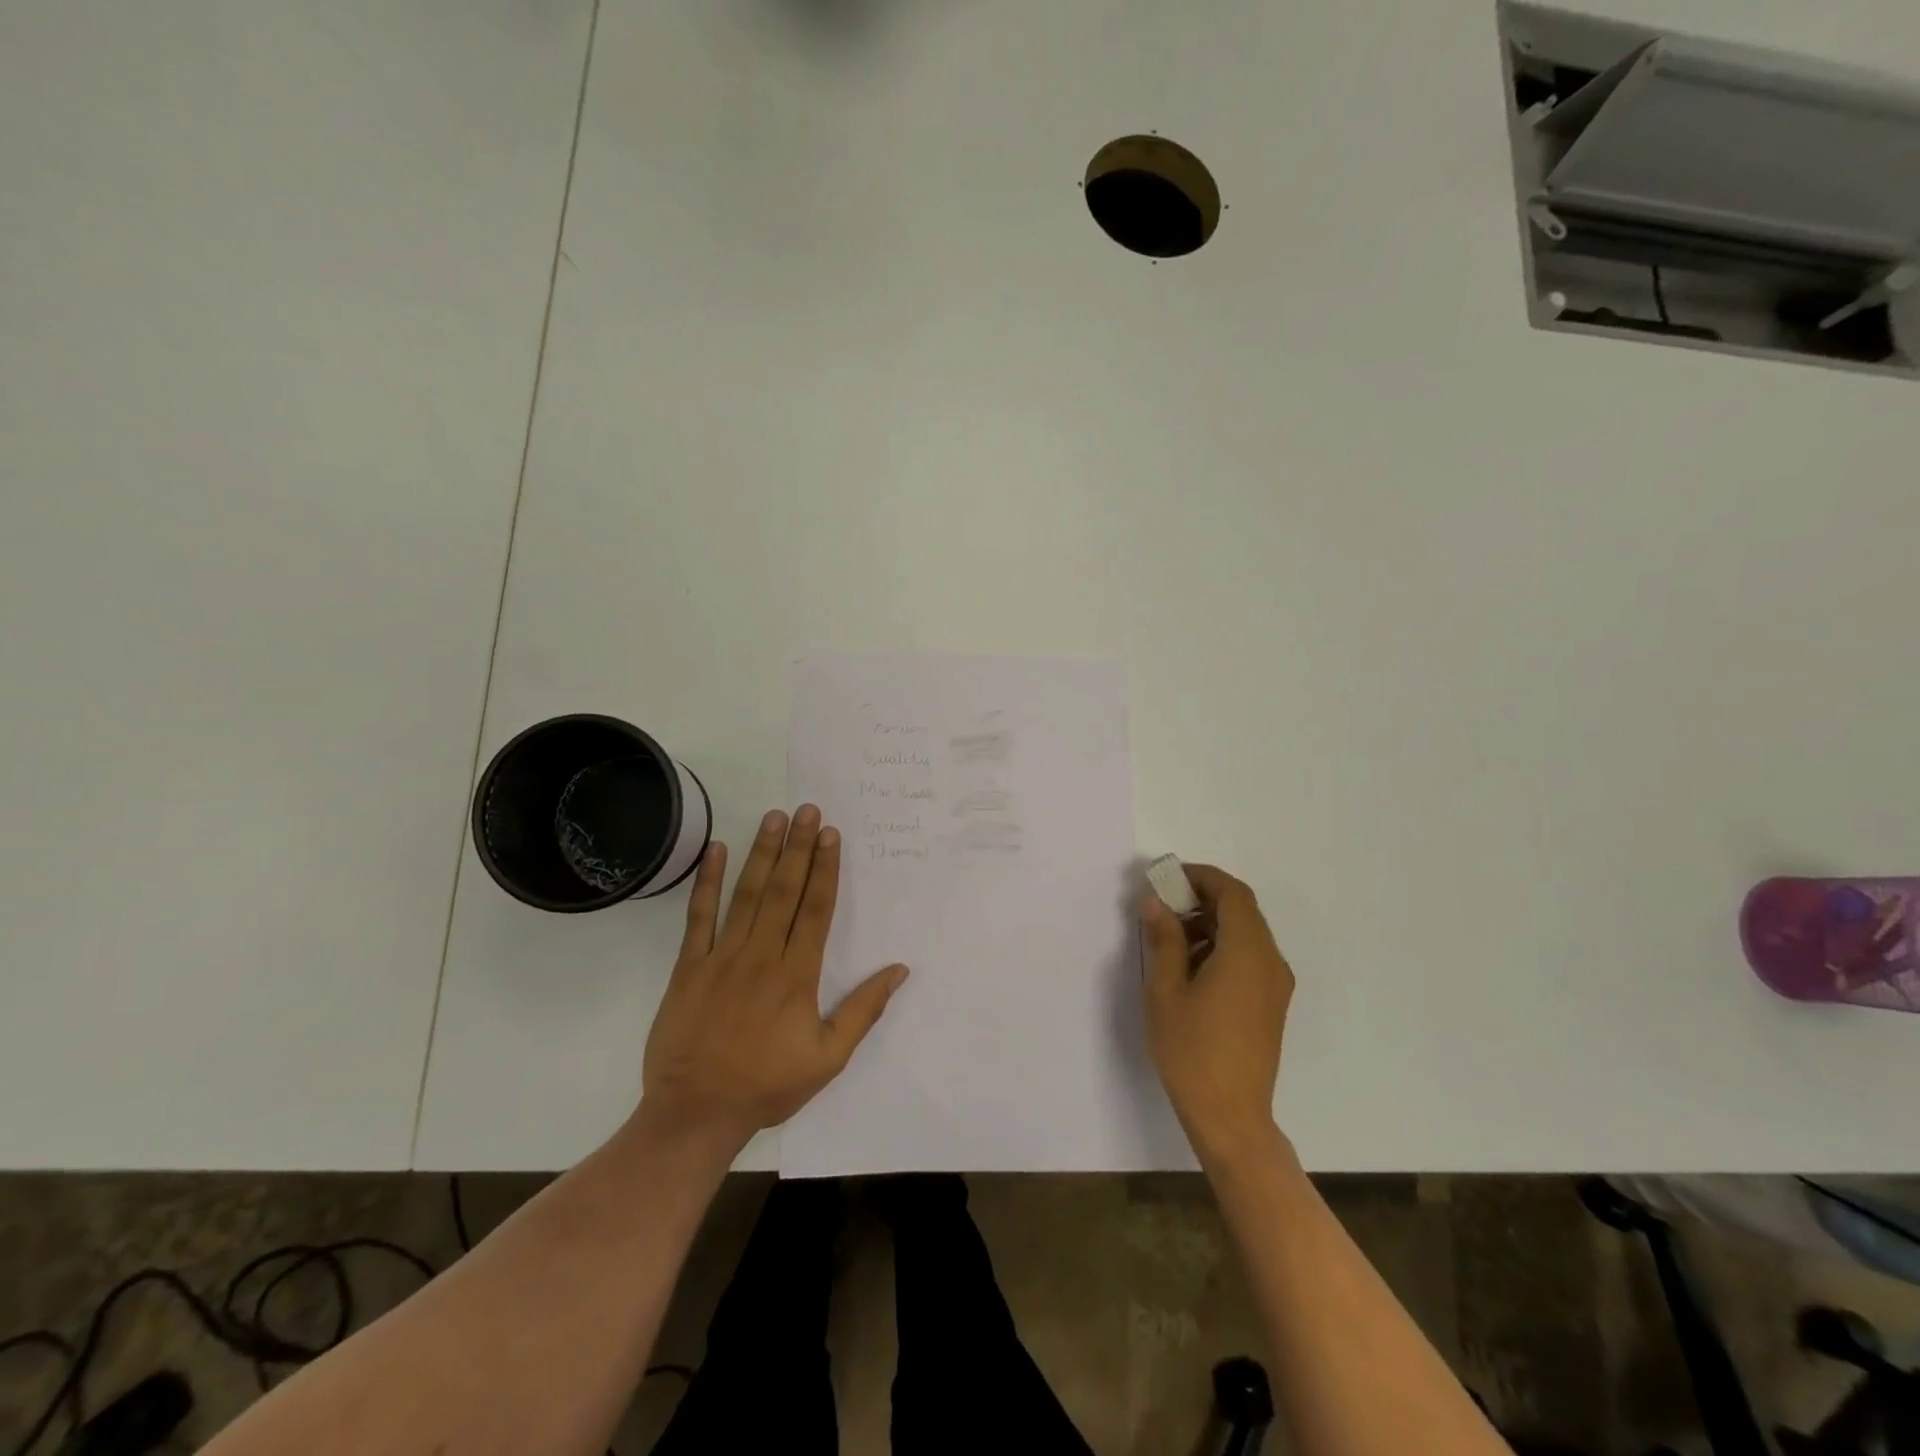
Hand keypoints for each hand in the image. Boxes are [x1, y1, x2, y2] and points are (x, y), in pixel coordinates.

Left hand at [641, 805, 907, 1149]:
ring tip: (774, 817)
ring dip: (762, 853)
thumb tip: (899, 969)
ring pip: (746, 895)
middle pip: (784, 891)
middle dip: (798, 847)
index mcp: (796, 975)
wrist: (695, 1113)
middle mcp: (761, 956)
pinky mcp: (688, 967)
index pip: (816, 909)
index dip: (825, 869)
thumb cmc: (767, 1086)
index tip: (830, 834)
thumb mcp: (828, 1058)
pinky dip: (707, 883)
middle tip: (807, 810)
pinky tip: (718, 851)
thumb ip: (864, 1010)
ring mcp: (721, 958)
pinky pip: (698, 917)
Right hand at [1140, 864, 1292, 1165]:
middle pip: (1242, 911)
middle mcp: (1270, 962)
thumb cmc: (1192, 1050)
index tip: (1167, 878)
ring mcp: (1275, 985)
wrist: (1231, 1117)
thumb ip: (1163, 939)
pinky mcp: (1271, 1004)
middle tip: (1162, 907)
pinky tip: (1191, 969)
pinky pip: (1250, 958)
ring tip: (1169, 940)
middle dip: (1202, 899)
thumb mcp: (1166, 990)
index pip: (1233, 893)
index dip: (1201, 877)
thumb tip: (1155, 902)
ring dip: (1211, 925)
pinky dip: (1222, 947)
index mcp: (1247, 953)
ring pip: (1246, 934)